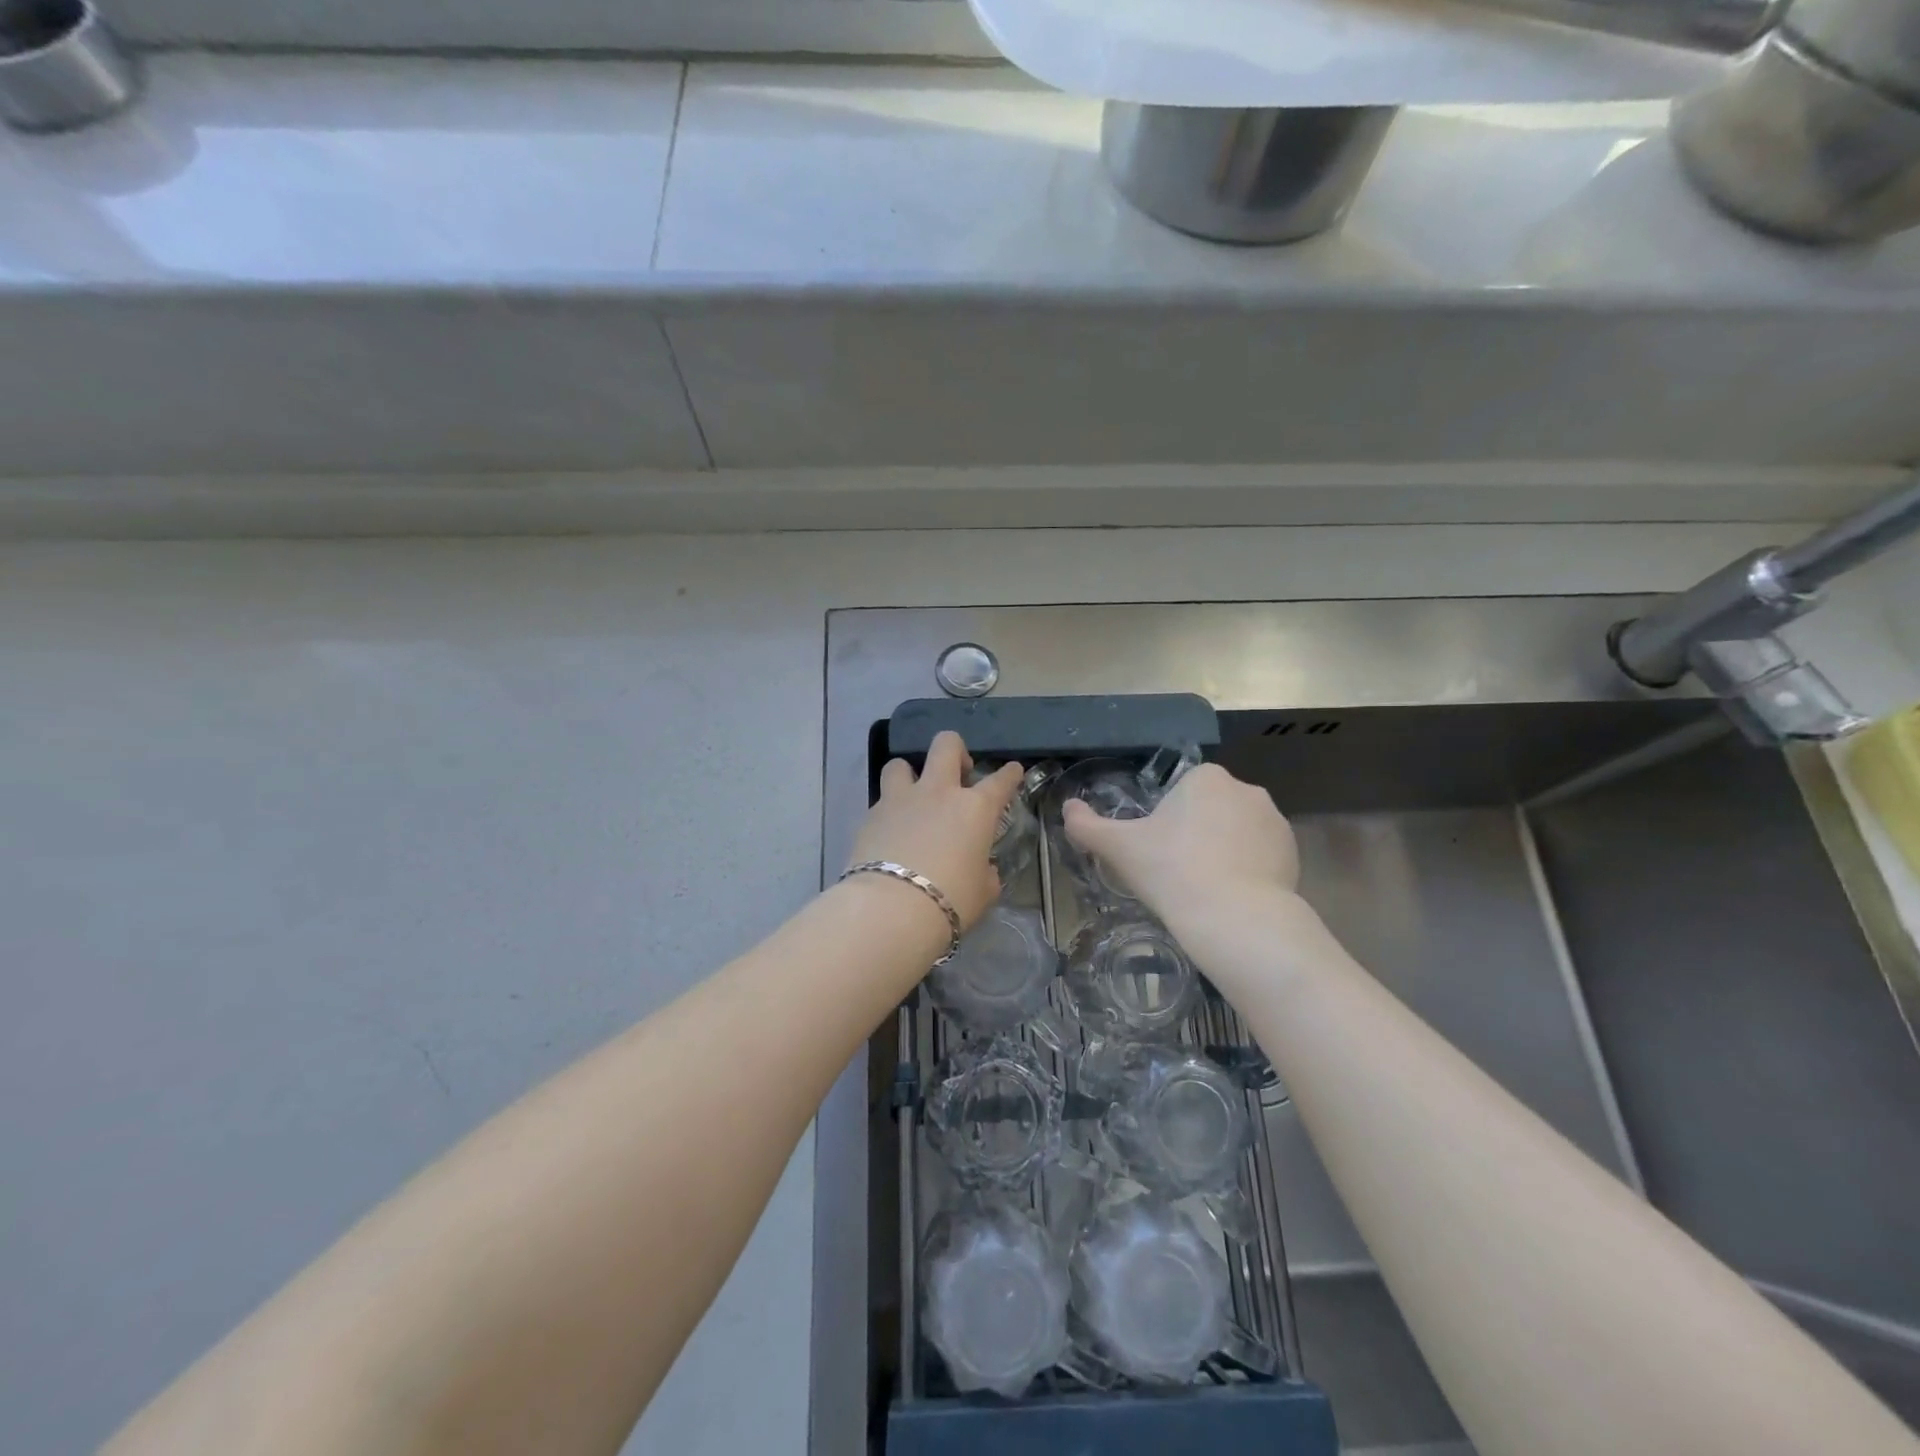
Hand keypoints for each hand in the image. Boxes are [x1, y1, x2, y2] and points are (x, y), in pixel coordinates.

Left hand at [849, 731, 1022, 929]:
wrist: (891, 908)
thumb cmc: (951, 900)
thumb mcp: (983, 892)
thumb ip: (985, 873)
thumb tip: (983, 869)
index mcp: (974, 809)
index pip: (1000, 781)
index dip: (1009, 774)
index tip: (1012, 770)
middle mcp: (938, 793)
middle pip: (946, 745)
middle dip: (956, 750)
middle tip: (959, 771)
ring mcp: (900, 800)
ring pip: (900, 764)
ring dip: (910, 775)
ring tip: (914, 796)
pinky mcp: (870, 815)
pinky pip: (881, 801)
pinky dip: (889, 811)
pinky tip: (891, 832)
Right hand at [1062, 763, 1299, 927]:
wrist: (1235, 918)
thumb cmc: (1171, 871)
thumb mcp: (1119, 848)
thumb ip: (1087, 825)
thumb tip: (1066, 808)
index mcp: (1206, 778)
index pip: (1180, 791)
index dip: (1165, 822)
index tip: (1157, 852)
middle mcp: (1246, 788)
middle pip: (1209, 809)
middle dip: (1195, 834)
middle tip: (1176, 872)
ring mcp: (1275, 821)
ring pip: (1236, 832)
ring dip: (1222, 851)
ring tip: (1205, 889)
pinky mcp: (1293, 853)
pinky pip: (1261, 855)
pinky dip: (1247, 870)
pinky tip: (1231, 898)